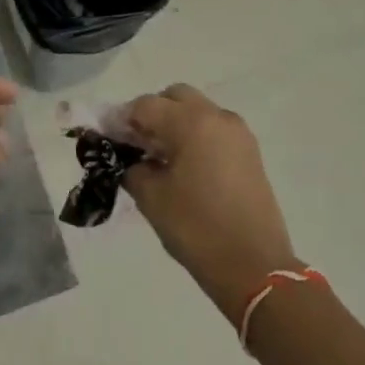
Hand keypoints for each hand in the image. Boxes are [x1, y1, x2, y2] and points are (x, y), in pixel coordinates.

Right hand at [122, 84, 301, 321]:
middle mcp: (217, 117)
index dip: (122, 119)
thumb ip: (132, 167)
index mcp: (191, 122)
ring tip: (160, 157)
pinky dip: (196, 135)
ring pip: (197, 110)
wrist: (255, 268)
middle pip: (175, 97)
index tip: (108, 139)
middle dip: (152, 113)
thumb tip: (127, 157)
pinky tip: (184, 166)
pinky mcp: (250, 151)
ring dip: (175, 123)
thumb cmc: (197, 229)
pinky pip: (214, 129)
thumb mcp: (151, 198)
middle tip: (137, 144)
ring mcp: (238, 133)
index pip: (145, 105)